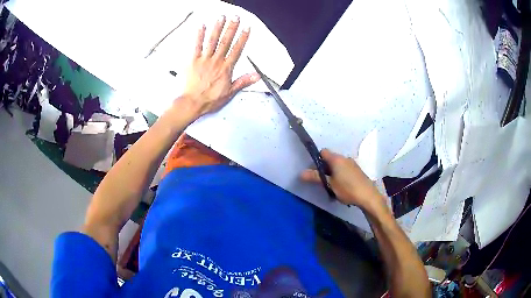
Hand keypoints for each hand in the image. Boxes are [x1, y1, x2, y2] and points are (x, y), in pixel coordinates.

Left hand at [182, 16, 259, 116]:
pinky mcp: (193, 61)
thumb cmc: (210, 99)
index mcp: (226, 68)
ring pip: (212, 41)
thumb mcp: (230, 92)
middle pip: (226, 42)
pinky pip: (197, 46)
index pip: (237, 50)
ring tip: (221, 18)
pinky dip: (199, 36)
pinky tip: (202, 27)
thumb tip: (256, 76)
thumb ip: (243, 81)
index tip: (246, 28)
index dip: (242, 38)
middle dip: (231, 28)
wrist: (192, 102)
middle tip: (235, 17)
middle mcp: (216, 61)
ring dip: (217, 28)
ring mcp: (204, 59)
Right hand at [300, 149, 386, 210]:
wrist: (368, 196)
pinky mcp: (357, 171)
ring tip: (331, 186)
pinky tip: (342, 187)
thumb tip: (301, 173)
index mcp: (336, 159)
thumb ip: (315, 177)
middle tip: (321, 181)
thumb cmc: (347, 189)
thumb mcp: (329, 184)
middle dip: (324, 168)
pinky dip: (340, 175)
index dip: (317, 159)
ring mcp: (352, 164)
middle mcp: (344, 158)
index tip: (314, 171)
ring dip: (333, 173)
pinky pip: (345, 169)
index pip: (323, 152)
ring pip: (338, 165)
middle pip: (330, 159)